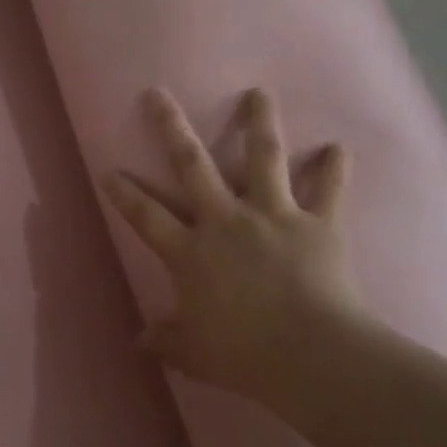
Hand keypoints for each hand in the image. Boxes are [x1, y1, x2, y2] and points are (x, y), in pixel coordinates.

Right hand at [101, 87, 365, 401]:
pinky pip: (329, 190)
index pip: (146, 216)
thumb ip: (164, 341)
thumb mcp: (192, 353)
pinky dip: (334, 169)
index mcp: (190, 252)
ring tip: (258, 93)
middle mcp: (225, 221)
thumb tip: (138, 341)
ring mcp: (272, 216)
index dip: (124, 193)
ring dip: (259, 123)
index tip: (108, 170)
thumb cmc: (242, 354)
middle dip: (171, 127)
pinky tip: (338, 148)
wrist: (309, 353)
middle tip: (158, 94)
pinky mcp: (317, 224)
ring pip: (263, 158)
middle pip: (192, 165)